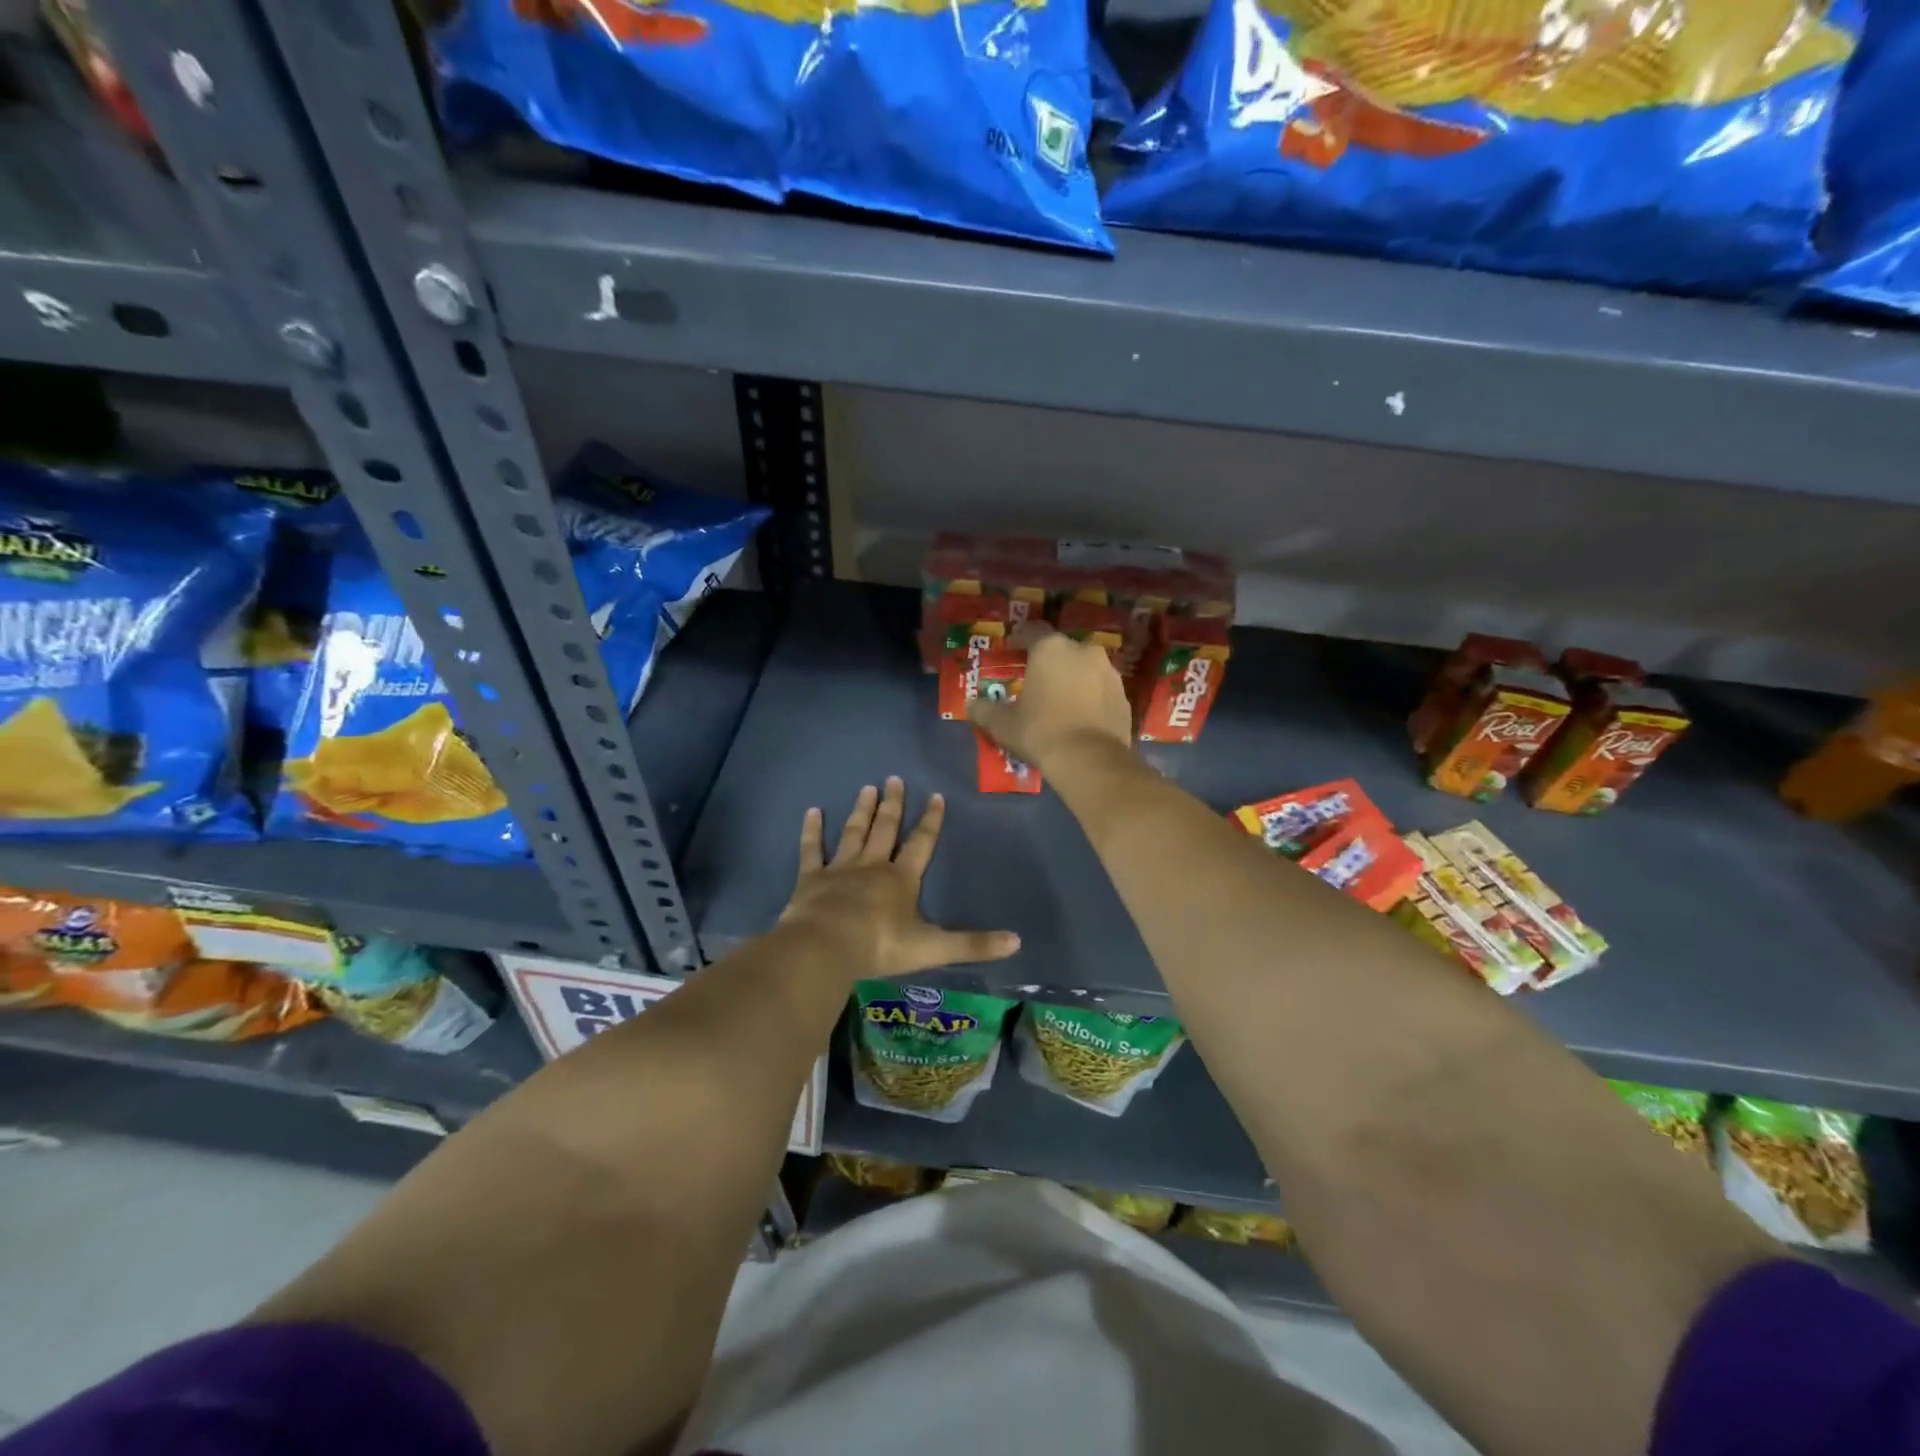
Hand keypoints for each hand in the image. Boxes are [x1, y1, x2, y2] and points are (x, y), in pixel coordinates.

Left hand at [782, 777, 1020, 978]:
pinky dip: (812, 831)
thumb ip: (973, 945)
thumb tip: (1017, 942)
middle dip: (893, 805)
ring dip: (862, 811)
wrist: (826, 947)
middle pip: (886, 829)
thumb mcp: (933, 948)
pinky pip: (812, 850)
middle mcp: (873, 866)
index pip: (921, 843)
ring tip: (867, 788)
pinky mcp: (811, 879)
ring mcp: (840, 869)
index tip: (935, 796)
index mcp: (902, 879)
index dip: (930, 821)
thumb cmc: (880, 945)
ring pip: (854, 833)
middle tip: (894, 779)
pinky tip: (812, 812)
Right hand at [967, 625, 1133, 772]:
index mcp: (1051, 648)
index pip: (1032, 631)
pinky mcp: (1124, 696)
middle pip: (1061, 650)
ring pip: (1084, 668)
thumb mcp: (1003, 724)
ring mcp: (1109, 672)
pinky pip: (1100, 690)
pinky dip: (1090, 697)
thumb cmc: (1041, 732)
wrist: (1091, 761)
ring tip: (1059, 700)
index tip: (1011, 649)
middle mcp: (1084, 651)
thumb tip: (971, 706)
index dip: (1019, 638)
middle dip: (1048, 662)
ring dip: (1072, 679)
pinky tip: (1080, 716)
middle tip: (1035, 680)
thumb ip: (985, 710)